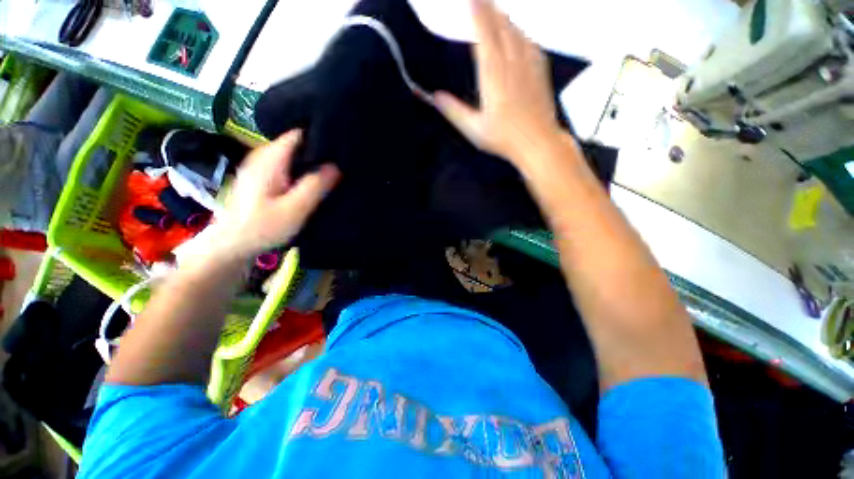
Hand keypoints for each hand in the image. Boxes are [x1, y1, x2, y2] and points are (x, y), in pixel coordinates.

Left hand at [208, 130, 339, 262]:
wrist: (233, 244)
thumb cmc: (263, 227)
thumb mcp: (294, 209)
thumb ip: (315, 186)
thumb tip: (336, 165)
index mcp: (270, 160)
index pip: (298, 134)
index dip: (320, 136)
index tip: (341, 145)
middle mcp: (263, 156)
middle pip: (296, 143)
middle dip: (319, 149)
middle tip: (342, 161)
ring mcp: (261, 166)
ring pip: (292, 154)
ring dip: (311, 160)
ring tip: (333, 169)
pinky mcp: (262, 176)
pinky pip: (287, 164)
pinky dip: (302, 168)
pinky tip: (314, 180)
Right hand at [434, 0, 560, 163]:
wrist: (538, 143)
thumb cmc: (504, 139)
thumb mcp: (474, 130)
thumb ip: (455, 112)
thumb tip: (435, 97)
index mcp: (493, 77)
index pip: (485, 38)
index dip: (478, 16)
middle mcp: (512, 65)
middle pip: (502, 29)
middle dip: (491, 10)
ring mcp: (529, 67)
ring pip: (518, 34)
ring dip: (506, 19)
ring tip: (498, 10)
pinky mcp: (540, 73)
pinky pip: (532, 45)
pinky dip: (523, 34)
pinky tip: (521, 33)